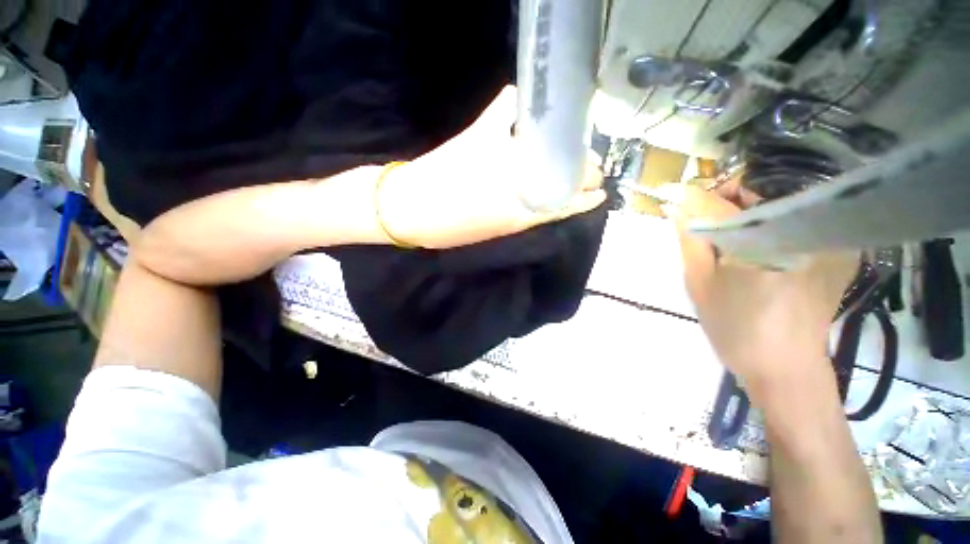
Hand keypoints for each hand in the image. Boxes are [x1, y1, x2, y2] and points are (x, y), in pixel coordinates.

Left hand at [377, 86, 605, 248]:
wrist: (411, 209)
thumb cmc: (450, 229)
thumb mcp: (493, 233)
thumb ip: (521, 218)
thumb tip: (544, 204)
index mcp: (520, 213)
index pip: (566, 203)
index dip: (586, 197)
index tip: (599, 193)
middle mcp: (519, 181)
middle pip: (565, 170)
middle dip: (585, 170)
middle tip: (591, 169)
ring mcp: (501, 154)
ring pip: (549, 144)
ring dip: (566, 144)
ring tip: (573, 146)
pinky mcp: (480, 134)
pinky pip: (506, 107)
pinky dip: (517, 103)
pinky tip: (525, 109)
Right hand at [669, 184, 857, 392]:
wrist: (785, 368)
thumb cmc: (734, 327)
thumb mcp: (699, 281)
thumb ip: (689, 237)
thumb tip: (675, 203)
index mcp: (763, 241)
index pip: (721, 200)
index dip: (695, 196)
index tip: (678, 201)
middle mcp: (804, 230)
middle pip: (759, 189)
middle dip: (727, 198)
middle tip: (708, 225)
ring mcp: (827, 238)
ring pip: (780, 199)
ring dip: (749, 210)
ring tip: (733, 239)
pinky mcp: (838, 250)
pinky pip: (800, 218)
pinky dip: (773, 223)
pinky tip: (763, 248)